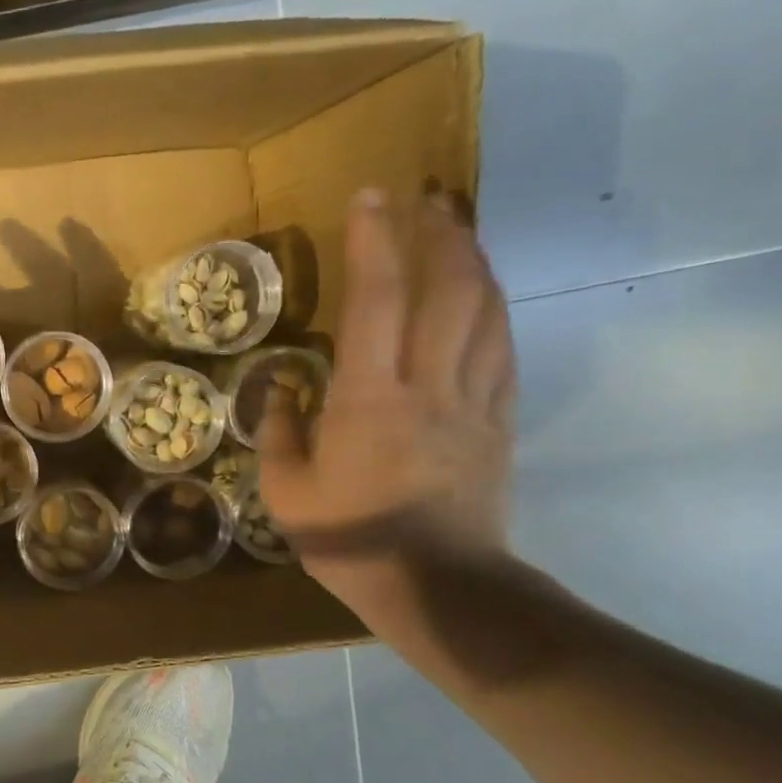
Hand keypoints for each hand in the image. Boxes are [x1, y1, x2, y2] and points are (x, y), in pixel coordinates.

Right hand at [257, 188, 514, 609]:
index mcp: (369, 400)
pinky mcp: (498, 421)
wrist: (439, 587)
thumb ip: (279, 433)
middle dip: (439, 233)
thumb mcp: (286, 493)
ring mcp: (472, 401)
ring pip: (485, 311)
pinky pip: (503, 350)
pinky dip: (494, 308)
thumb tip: (282, 389)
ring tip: (459, 227)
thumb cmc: (350, 540)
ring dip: (473, 260)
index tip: (370, 196)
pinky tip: (484, 292)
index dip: (375, 243)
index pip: (376, 302)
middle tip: (426, 195)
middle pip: (447, 290)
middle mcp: (428, 386)